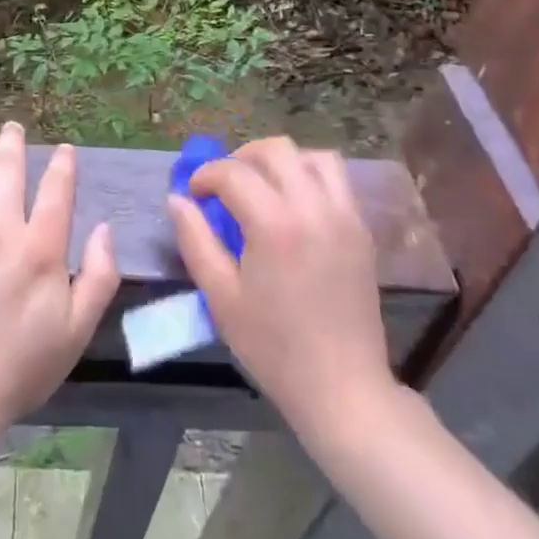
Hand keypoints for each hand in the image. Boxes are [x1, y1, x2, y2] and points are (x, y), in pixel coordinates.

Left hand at [0, 120, 119, 444]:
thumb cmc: (19, 367)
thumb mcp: (76, 331)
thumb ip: (99, 276)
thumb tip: (104, 228)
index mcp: (40, 249)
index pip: (56, 191)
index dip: (62, 166)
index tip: (63, 149)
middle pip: (8, 172)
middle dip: (13, 144)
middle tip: (13, 126)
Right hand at [169, 137, 394, 444]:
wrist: (342, 388)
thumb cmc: (274, 347)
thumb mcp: (221, 297)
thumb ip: (196, 241)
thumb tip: (177, 200)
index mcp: (275, 224)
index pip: (233, 173)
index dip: (206, 176)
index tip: (194, 194)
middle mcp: (313, 208)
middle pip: (277, 150)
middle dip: (242, 157)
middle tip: (225, 185)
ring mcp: (344, 216)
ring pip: (314, 157)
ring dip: (282, 162)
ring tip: (263, 187)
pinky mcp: (362, 229)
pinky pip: (337, 181)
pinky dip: (311, 177)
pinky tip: (293, 206)